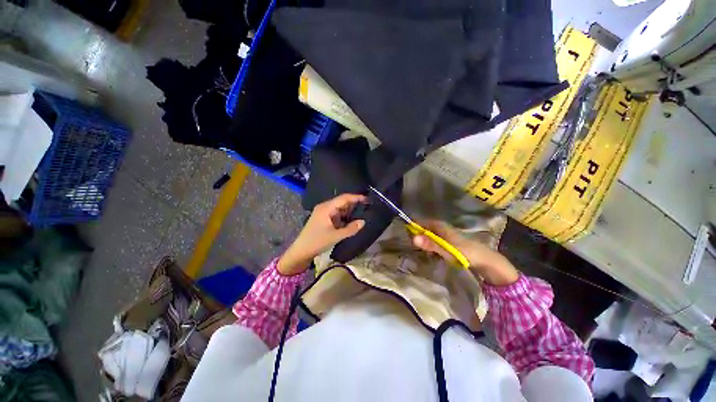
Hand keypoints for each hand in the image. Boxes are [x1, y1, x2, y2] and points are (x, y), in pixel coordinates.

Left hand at [278, 194, 366, 275]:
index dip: (356, 197)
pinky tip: (351, 221)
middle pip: (342, 202)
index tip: (368, 199)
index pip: (344, 198)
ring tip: (362, 214)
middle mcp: (325, 207)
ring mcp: (324, 213)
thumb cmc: (317, 242)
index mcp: (327, 207)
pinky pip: (336, 215)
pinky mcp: (323, 219)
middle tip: (367, 208)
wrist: (301, 251)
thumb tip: (363, 222)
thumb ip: (351, 229)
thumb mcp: (336, 236)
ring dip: (349, 212)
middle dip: (354, 205)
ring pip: (340, 209)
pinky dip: (344, 217)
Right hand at [411, 219, 518, 285]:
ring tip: (420, 251)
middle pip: (425, 229)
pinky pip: (435, 242)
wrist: (486, 261)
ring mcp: (446, 236)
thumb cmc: (466, 253)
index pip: (422, 222)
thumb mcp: (446, 249)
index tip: (406, 234)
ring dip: (424, 242)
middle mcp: (442, 229)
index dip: (413, 226)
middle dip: (418, 236)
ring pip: (429, 236)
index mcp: (441, 226)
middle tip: (412, 246)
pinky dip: (431, 247)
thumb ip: (430, 244)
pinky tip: (431, 254)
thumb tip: (413, 238)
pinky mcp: (449, 243)